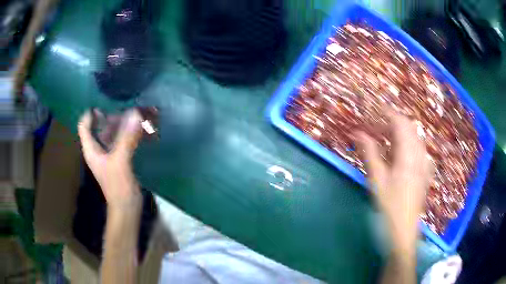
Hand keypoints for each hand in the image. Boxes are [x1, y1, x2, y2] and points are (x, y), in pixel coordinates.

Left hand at [78, 109, 142, 210]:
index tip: (105, 103)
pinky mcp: (120, 159)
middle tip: (128, 107)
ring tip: (139, 115)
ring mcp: (109, 154)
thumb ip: (126, 138)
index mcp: (91, 149)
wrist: (127, 208)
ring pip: (113, 133)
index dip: (91, 113)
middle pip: (100, 126)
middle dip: (113, 116)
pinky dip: (131, 133)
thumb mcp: (120, 161)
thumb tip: (136, 113)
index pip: (84, 125)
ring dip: (124, 124)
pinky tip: (142, 129)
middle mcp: (98, 149)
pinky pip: (123, 140)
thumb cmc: (118, 187)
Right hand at [356, 110, 433, 248]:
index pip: (401, 124)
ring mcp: (424, 164)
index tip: (376, 108)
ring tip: (389, 137)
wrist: (403, 230)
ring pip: (417, 138)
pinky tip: (404, 154)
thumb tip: (358, 133)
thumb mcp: (377, 180)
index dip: (389, 113)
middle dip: (395, 122)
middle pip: (411, 128)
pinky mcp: (425, 173)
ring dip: (403, 132)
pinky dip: (411, 144)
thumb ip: (369, 154)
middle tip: (380, 124)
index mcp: (408, 155)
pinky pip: (420, 150)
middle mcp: (419, 155)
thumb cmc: (389, 206)